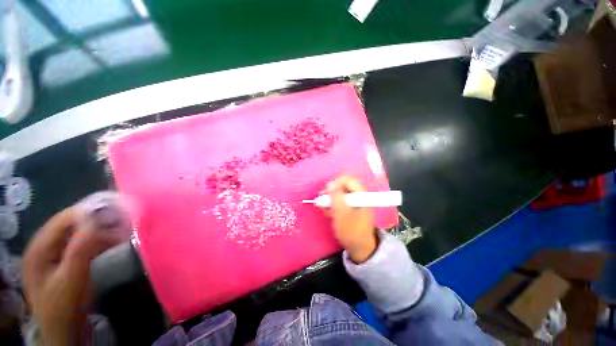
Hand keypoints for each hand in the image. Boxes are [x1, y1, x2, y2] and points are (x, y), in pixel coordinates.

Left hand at [23, 207, 117, 344]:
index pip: (64, 219)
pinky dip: (97, 240)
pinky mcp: (63, 259)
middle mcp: (43, 245)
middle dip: (96, 221)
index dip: (89, 213)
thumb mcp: (71, 279)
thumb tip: (96, 220)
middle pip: (71, 224)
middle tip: (122, 221)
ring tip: (120, 230)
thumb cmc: (63, 305)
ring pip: (78, 233)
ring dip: (99, 230)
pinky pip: (81, 243)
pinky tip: (111, 241)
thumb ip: (80, 250)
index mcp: (39, 247)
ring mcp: (53, 253)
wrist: (63, 329)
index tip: (116, 212)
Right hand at [326, 176, 376, 263]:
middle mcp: (359, 195)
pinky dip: (334, 206)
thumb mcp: (341, 213)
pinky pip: (341, 202)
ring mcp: (355, 202)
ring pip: (340, 195)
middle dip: (331, 193)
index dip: (335, 184)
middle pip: (343, 186)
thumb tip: (330, 183)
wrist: (361, 248)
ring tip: (325, 210)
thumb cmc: (351, 230)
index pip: (347, 180)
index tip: (325, 193)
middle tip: (323, 202)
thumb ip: (335, 196)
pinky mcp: (351, 208)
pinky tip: (329, 213)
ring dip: (331, 201)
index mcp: (360, 194)